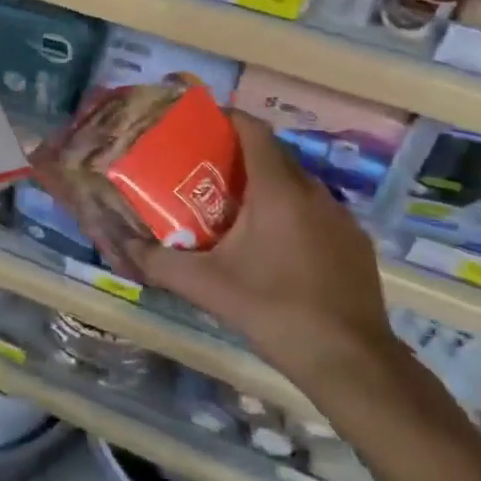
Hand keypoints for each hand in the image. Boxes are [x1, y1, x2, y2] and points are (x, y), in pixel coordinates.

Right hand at [125, 112, 396, 392]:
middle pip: (273, 155)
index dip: (226, 119)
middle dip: (239, 156)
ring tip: (235, 209)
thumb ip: (160, 262)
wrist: (350, 361)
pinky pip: (316, 211)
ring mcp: (340, 217)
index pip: (253, 129)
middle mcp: (313, 191)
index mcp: (277, 190)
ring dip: (266, 187)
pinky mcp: (356, 243)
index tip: (200, 126)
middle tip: (205, 173)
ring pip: (296, 184)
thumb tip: (124, 246)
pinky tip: (275, 247)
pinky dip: (292, 213)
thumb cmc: (274, 310)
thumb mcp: (207, 286)